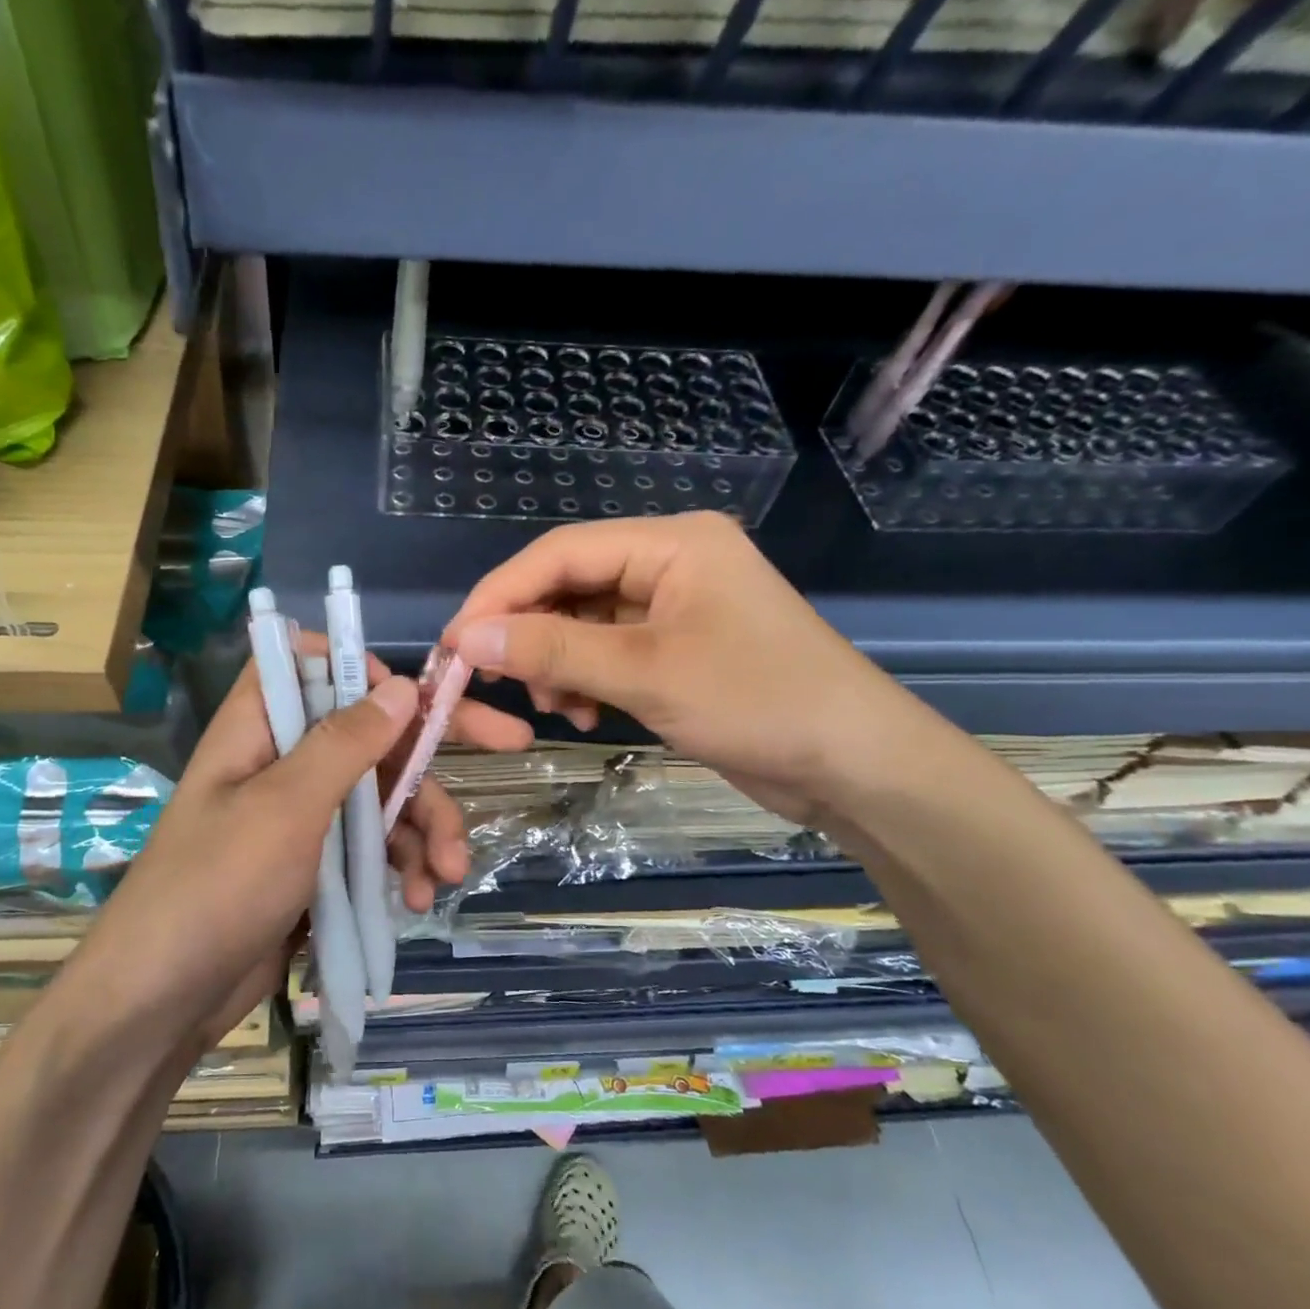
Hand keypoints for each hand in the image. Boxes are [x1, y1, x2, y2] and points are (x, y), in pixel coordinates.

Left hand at [91, 641, 531, 1051]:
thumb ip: (346, 743)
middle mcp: (285, 762)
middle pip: (371, 733)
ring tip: (447, 874)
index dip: (361, 667)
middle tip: (514, 743)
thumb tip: (401, 685)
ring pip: (383, 797)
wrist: (164, 1001)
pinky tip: (418, 899)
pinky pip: (374, 847)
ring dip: (425, 829)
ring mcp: (304, 817)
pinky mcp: (318, 866)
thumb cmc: (218, 886)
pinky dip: (402, 867)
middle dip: (434, 750)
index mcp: (261, 728)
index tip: (409, 694)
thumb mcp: (287, 807)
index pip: (310, 664)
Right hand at [442, 512, 921, 825]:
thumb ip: (552, 650)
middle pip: (569, 584)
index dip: (499, 595)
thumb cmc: (757, 702)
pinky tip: (587, 715)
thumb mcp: (644, 673)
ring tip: (556, 709)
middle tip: (495, 682)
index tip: (455, 644)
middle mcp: (670, 561)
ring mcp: (676, 606)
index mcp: (670, 542)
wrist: (855, 765)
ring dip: (557, 663)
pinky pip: (610, 650)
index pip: (559, 553)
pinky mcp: (679, 646)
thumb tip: (468, 637)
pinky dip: (587, 680)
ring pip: (585, 621)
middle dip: (530, 634)